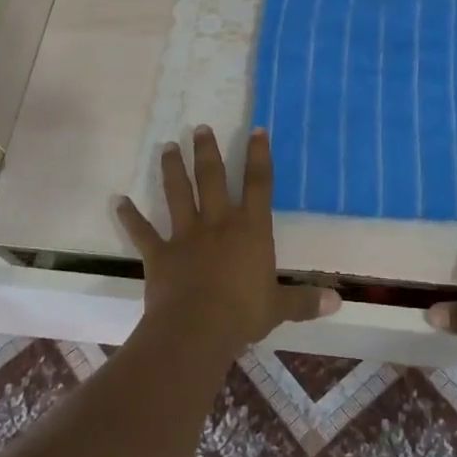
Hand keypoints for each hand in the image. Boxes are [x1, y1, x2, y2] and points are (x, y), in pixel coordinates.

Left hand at [118, 127, 336, 361]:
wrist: (197, 329)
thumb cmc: (243, 314)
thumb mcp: (280, 308)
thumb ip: (305, 301)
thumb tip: (338, 302)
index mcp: (251, 231)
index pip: (259, 185)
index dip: (259, 156)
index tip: (256, 130)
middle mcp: (218, 224)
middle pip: (213, 179)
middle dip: (207, 151)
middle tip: (199, 127)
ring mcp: (186, 236)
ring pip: (178, 194)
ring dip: (173, 169)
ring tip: (167, 146)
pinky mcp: (159, 254)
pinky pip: (142, 231)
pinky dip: (130, 216)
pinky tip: (118, 201)